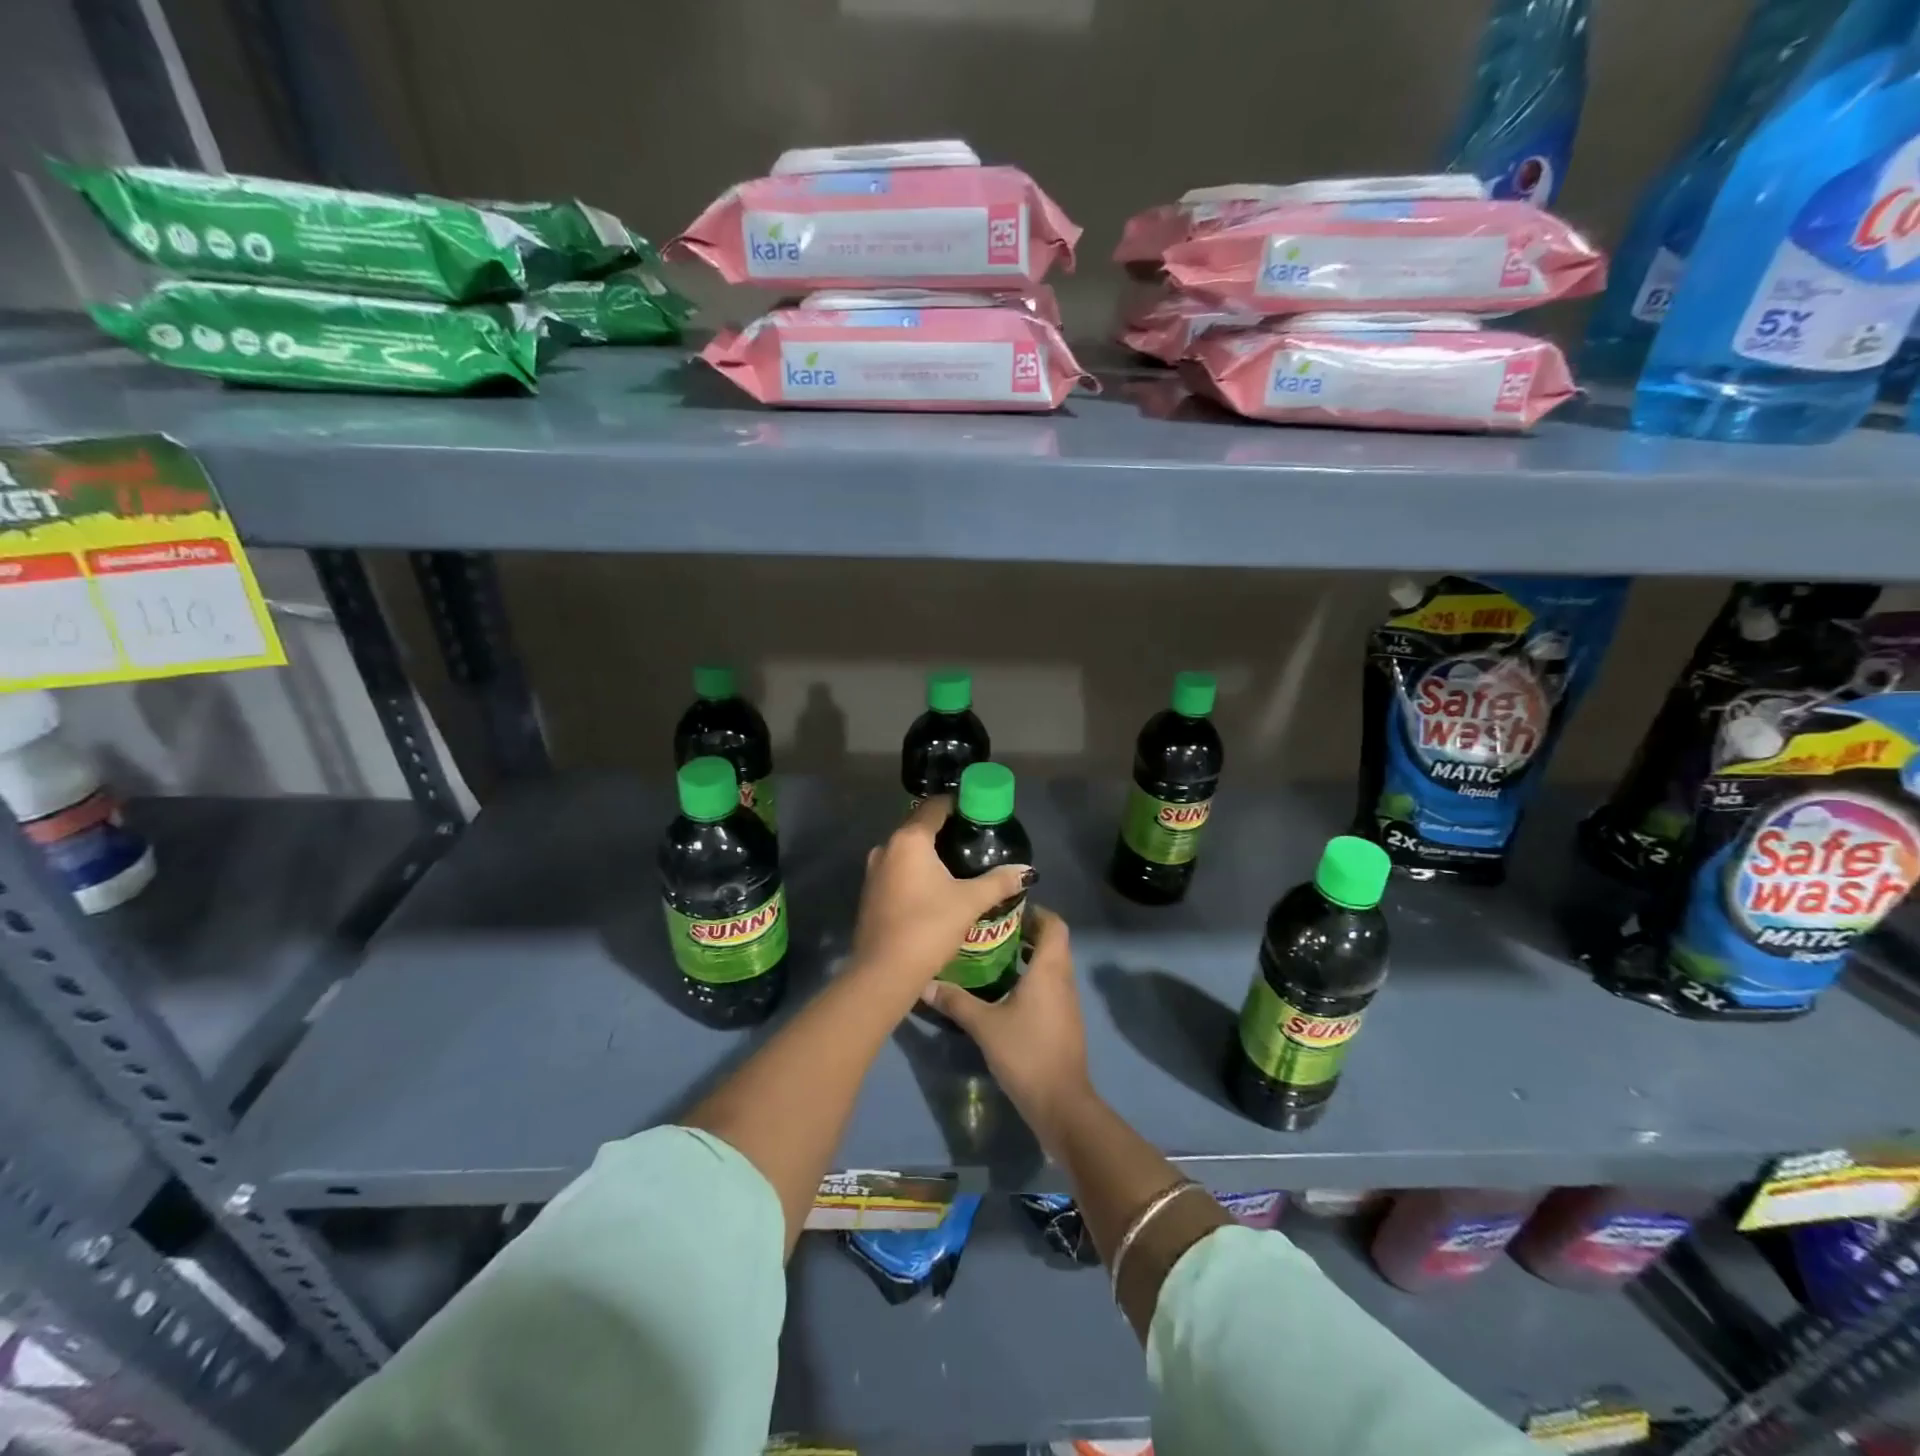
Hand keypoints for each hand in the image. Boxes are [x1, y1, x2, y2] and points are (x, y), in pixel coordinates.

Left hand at [849, 796, 1031, 987]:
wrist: (884, 972)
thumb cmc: (928, 927)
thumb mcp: (970, 902)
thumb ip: (999, 881)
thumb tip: (1027, 871)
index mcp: (909, 840)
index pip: (935, 806)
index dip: (958, 804)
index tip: (980, 812)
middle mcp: (886, 847)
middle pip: (919, 826)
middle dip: (946, 829)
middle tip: (975, 839)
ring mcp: (874, 870)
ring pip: (907, 849)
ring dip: (930, 852)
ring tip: (959, 863)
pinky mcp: (870, 892)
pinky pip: (898, 869)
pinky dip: (916, 870)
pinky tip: (936, 886)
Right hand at [920, 905, 1091, 1145]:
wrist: (1061, 1103)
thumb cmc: (1026, 1053)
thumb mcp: (984, 1025)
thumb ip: (955, 1001)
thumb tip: (924, 982)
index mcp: (1049, 969)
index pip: (1054, 924)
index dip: (1036, 912)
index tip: (1007, 910)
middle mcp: (1063, 979)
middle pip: (1053, 942)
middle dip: (1026, 932)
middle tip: (991, 930)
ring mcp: (1067, 1002)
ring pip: (1052, 965)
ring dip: (1028, 956)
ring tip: (993, 955)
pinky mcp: (1064, 1021)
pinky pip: (1050, 986)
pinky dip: (1032, 978)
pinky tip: (1004, 991)